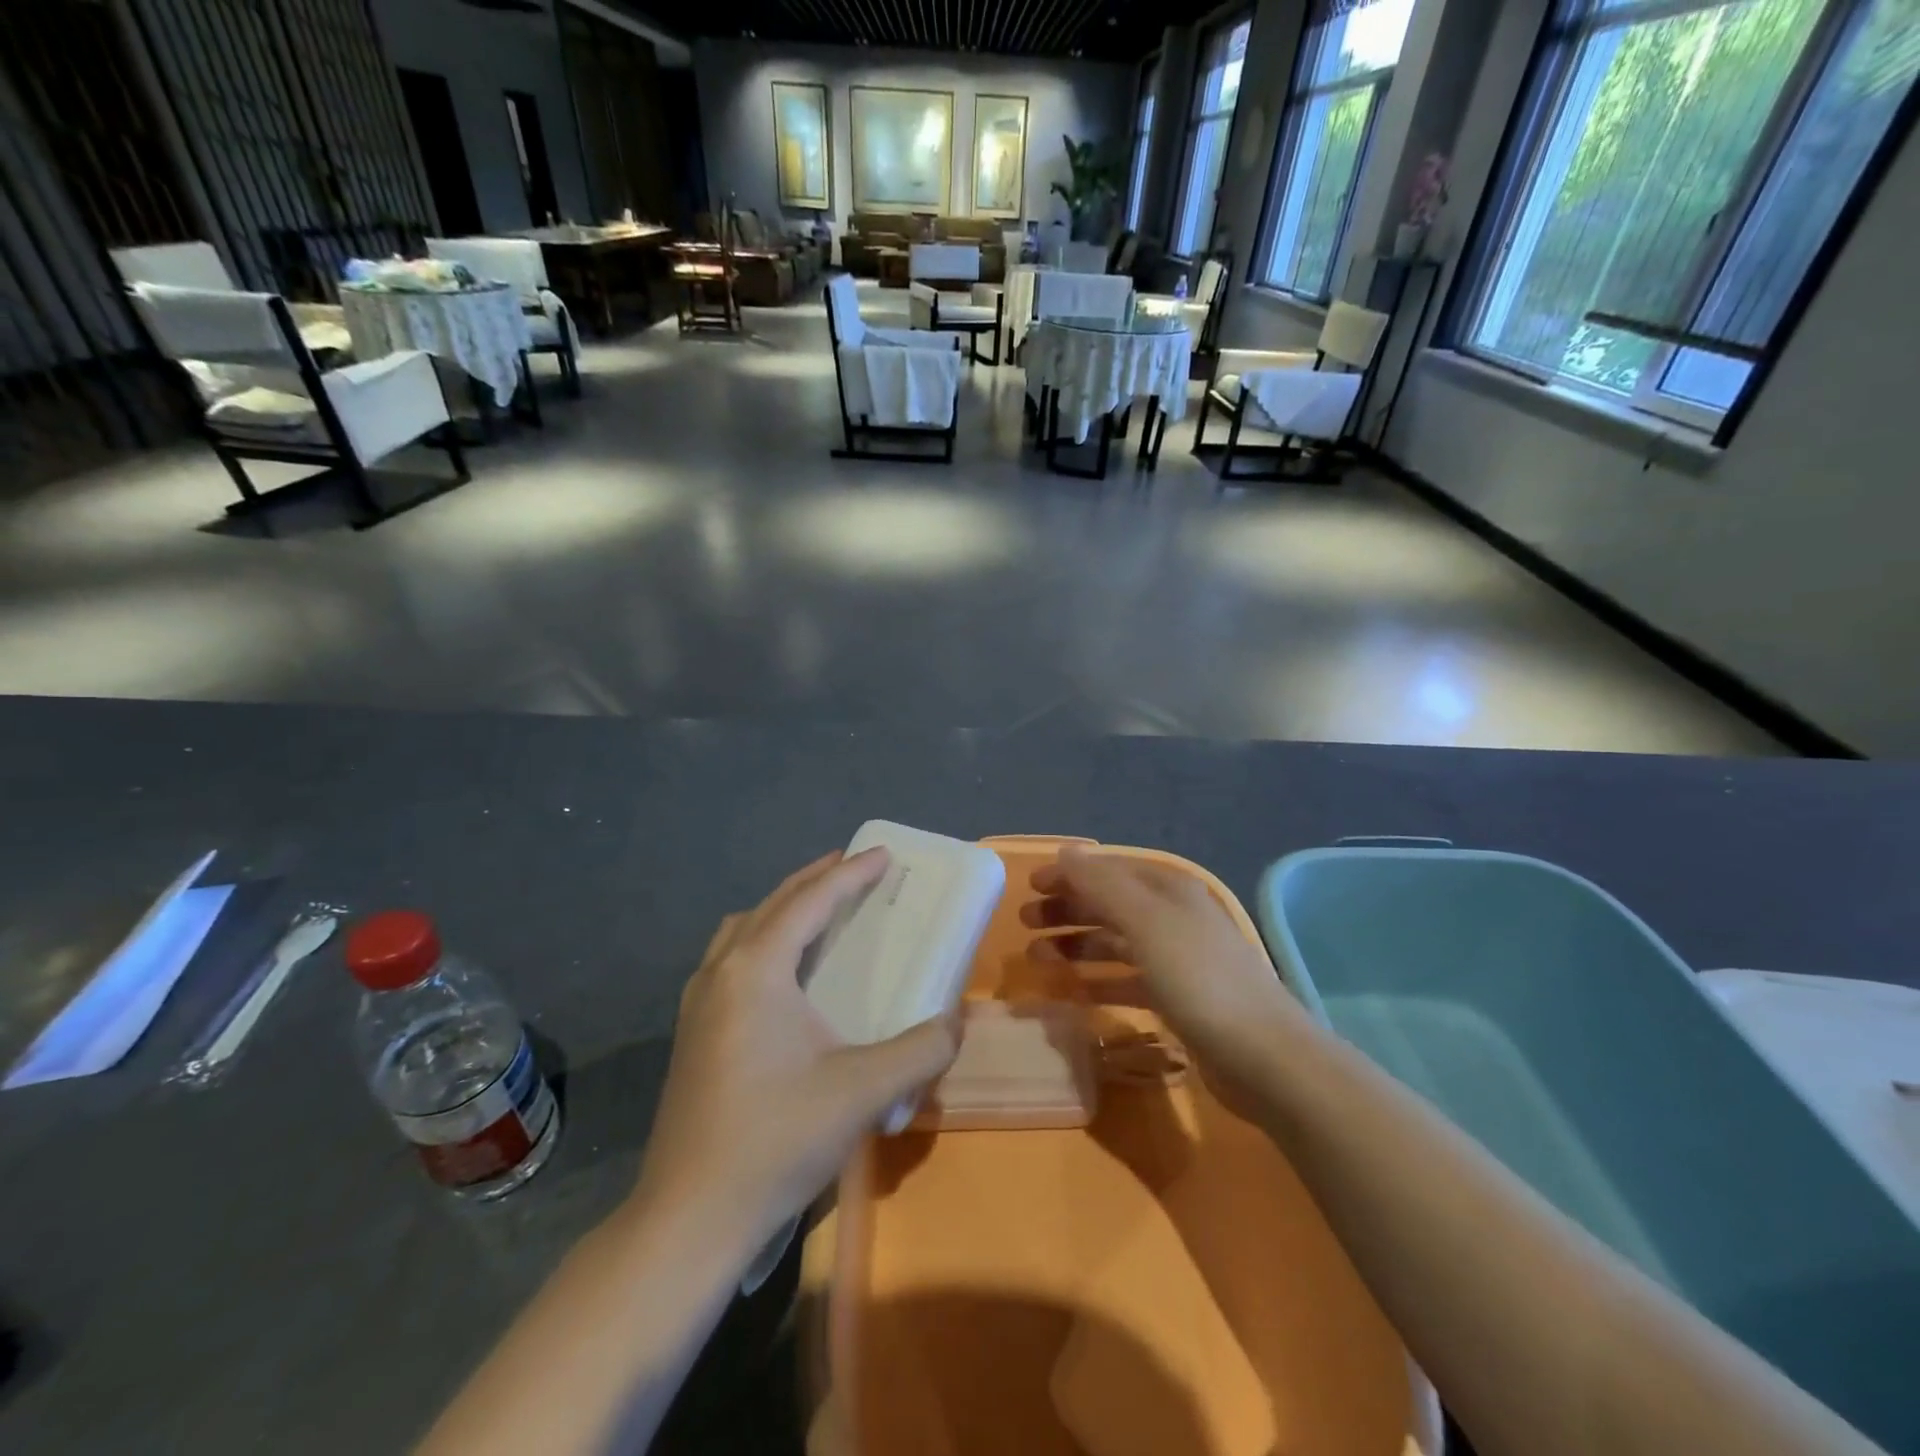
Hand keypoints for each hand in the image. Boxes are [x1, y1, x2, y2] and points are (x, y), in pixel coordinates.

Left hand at [632, 850, 959, 1245]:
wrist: (689, 1218)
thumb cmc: (776, 1139)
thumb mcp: (862, 1091)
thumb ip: (921, 1050)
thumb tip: (955, 1024)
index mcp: (757, 969)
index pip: (811, 901)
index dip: (850, 873)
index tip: (883, 854)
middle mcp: (721, 971)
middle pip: (773, 904)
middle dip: (816, 880)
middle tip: (854, 867)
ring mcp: (698, 1002)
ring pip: (743, 929)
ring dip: (784, 908)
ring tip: (818, 910)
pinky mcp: (691, 1033)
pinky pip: (731, 958)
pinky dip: (763, 940)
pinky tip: (783, 973)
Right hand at [1022, 846, 1305, 1093]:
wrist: (1264, 1058)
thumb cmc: (1199, 979)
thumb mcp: (1146, 923)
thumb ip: (1102, 885)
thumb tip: (1066, 851)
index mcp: (1169, 891)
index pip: (1109, 870)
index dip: (1070, 874)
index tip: (1029, 886)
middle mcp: (1173, 918)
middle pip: (1110, 904)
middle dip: (1067, 909)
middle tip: (1025, 923)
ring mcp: (1177, 960)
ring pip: (1115, 942)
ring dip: (1076, 945)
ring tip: (1036, 957)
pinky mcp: (1178, 1000)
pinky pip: (1127, 980)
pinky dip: (1098, 980)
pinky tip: (1071, 991)